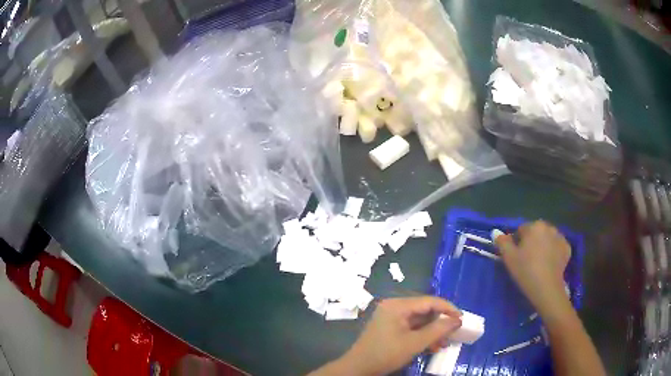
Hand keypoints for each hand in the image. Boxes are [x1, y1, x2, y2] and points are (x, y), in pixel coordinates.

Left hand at [340, 297, 461, 374]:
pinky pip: (411, 327)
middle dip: (440, 322)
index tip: (462, 319)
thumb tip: (457, 320)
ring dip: (432, 331)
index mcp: (397, 305)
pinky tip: (432, 345)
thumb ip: (438, 330)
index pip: (429, 301)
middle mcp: (394, 306)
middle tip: (454, 332)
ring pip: (419, 320)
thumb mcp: (415, 343)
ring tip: (444, 342)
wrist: (358, 368)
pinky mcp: (389, 327)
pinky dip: (422, 335)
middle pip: (424, 309)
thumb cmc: (386, 354)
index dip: (448, 309)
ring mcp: (390, 317)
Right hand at [495, 220, 570, 315]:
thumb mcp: (509, 258)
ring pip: (547, 239)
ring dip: (543, 246)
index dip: (517, 242)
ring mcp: (560, 237)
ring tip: (538, 263)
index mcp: (534, 226)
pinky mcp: (567, 248)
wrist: (547, 288)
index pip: (521, 229)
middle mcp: (549, 227)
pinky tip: (549, 264)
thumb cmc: (526, 271)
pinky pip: (557, 247)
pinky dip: (553, 252)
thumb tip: (496, 231)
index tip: (516, 256)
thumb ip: (502, 242)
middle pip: (536, 232)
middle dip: (531, 242)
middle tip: (526, 260)